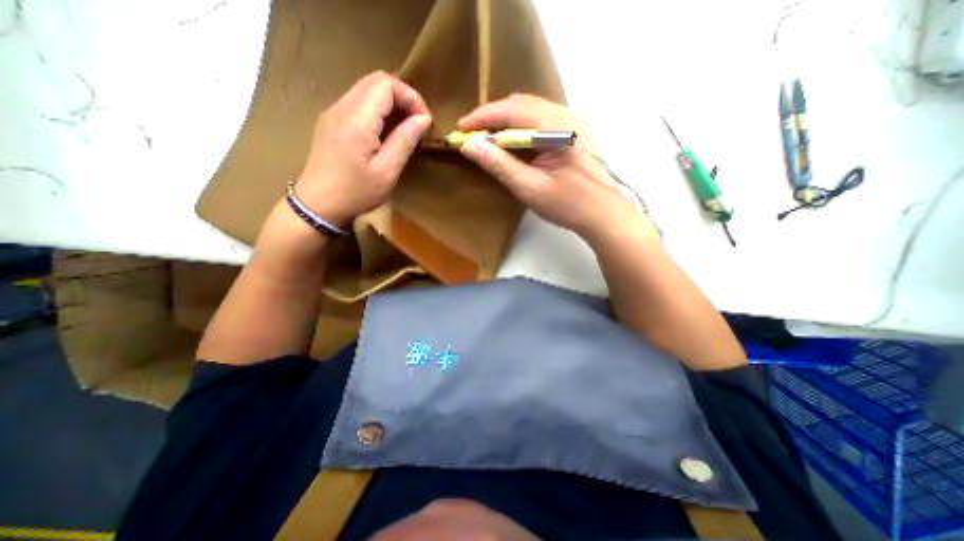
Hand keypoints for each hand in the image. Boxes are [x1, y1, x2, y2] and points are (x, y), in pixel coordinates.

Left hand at [292, 70, 430, 225]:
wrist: (318, 203)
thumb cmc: (356, 192)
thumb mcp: (387, 172)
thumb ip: (404, 141)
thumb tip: (423, 119)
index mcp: (357, 119)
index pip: (387, 84)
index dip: (411, 97)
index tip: (425, 121)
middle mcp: (342, 106)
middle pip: (376, 80)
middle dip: (403, 97)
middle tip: (417, 123)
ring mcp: (333, 111)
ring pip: (367, 89)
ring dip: (391, 103)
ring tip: (405, 128)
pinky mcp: (331, 120)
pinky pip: (359, 102)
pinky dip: (378, 110)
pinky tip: (385, 132)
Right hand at [461, 94, 646, 237]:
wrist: (602, 213)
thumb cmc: (567, 204)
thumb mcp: (529, 188)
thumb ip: (500, 165)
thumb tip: (469, 145)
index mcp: (556, 127)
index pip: (512, 110)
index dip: (483, 117)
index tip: (461, 128)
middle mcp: (566, 115)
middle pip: (521, 104)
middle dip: (493, 117)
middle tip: (473, 135)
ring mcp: (572, 121)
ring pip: (531, 110)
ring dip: (506, 121)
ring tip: (488, 139)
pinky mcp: (573, 131)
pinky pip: (540, 119)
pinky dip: (521, 127)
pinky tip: (513, 143)